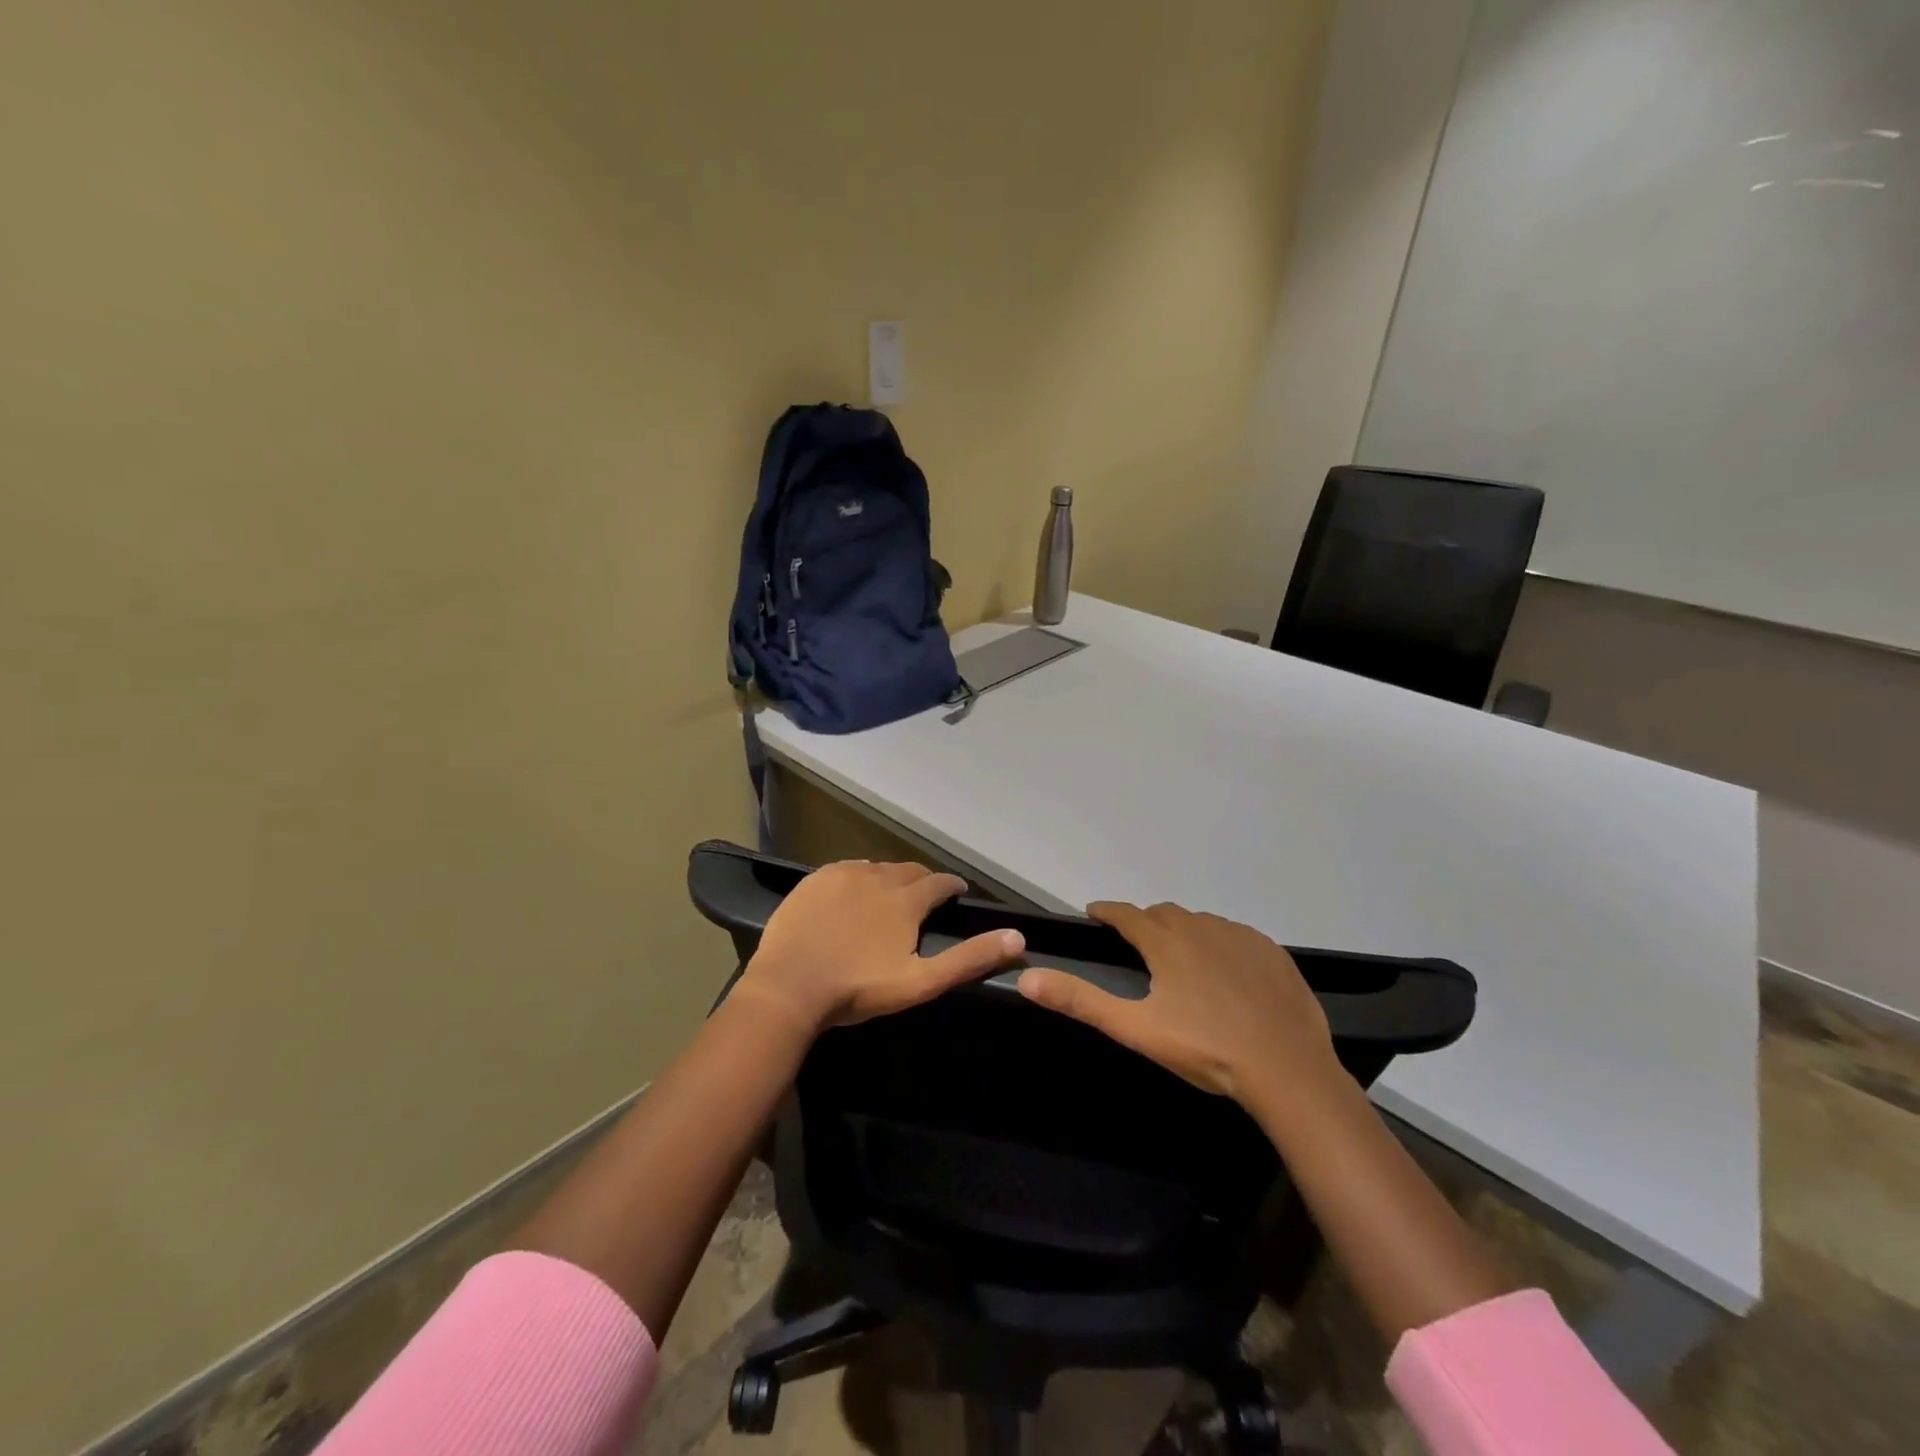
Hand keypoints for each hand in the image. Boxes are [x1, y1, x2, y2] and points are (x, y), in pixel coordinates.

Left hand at [736, 860, 1024, 1035]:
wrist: (788, 988)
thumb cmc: (858, 989)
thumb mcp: (921, 982)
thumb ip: (969, 959)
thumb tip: (1017, 938)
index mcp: (906, 900)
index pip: (939, 883)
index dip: (951, 887)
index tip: (957, 893)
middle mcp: (878, 876)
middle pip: (909, 871)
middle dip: (922, 882)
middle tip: (925, 897)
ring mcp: (843, 874)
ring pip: (877, 868)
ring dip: (890, 879)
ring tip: (890, 896)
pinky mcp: (814, 879)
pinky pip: (846, 869)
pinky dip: (858, 878)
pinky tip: (853, 893)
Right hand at [1017, 902, 1338, 1107]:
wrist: (1288, 1070)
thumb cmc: (1205, 1049)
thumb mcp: (1136, 1028)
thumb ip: (1081, 1001)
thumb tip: (1027, 977)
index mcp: (1166, 942)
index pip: (1127, 914)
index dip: (1107, 912)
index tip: (1094, 913)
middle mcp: (1202, 927)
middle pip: (1164, 914)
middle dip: (1145, 923)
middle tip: (1137, 945)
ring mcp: (1241, 937)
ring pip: (1202, 923)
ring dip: (1184, 932)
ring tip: (1181, 960)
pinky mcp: (1273, 953)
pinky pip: (1237, 937)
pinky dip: (1221, 944)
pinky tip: (1227, 972)